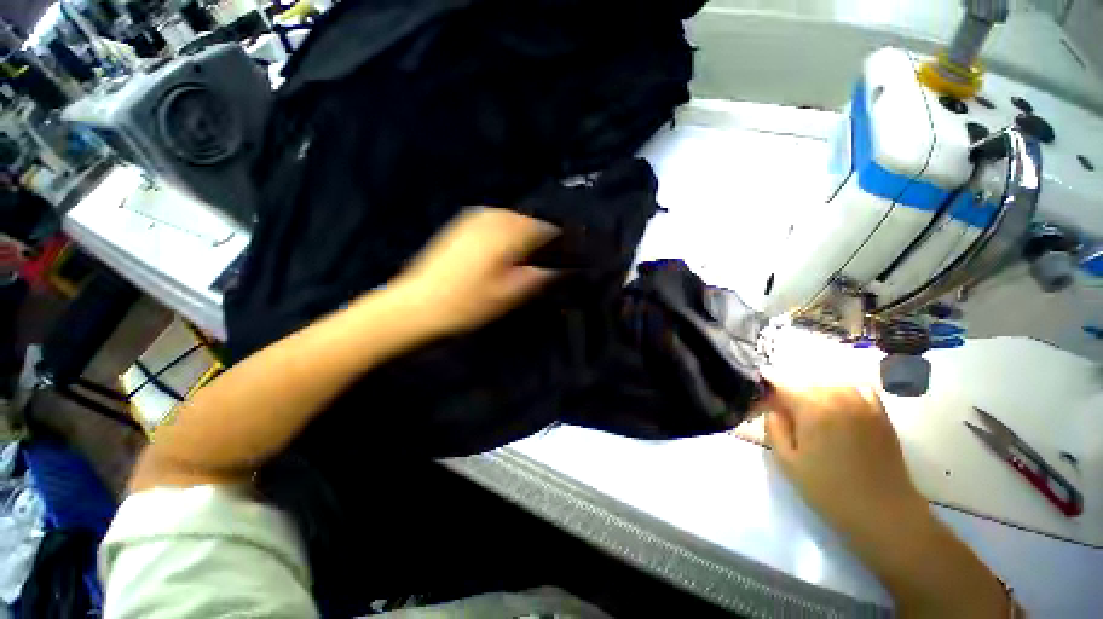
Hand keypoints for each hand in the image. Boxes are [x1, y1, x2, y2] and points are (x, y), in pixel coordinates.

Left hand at [389, 207, 558, 336]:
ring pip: (517, 222)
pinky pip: (500, 224)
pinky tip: (511, 255)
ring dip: (530, 238)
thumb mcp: (512, 293)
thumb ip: (545, 274)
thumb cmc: (468, 303)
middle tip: (555, 264)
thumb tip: (570, 264)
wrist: (416, 306)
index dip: (566, 243)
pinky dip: (513, 236)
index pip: (551, 227)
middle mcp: (494, 215)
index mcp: (508, 229)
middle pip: (534, 221)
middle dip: (548, 240)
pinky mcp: (464, 225)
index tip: (573, 260)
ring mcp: (476, 217)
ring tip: (535, 261)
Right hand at [764, 383, 1011, 616]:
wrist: (884, 514)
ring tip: (815, 423)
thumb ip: (773, 428)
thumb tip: (773, 409)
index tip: (767, 414)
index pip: (780, 387)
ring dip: (817, 399)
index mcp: (812, 406)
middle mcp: (838, 396)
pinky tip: (840, 414)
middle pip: (804, 386)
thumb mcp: (787, 462)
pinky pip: (856, 392)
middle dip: (793, 400)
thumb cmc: (829, 490)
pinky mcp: (881, 414)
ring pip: (829, 388)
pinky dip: (844, 397)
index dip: (769, 399)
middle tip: (790, 425)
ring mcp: (863, 403)